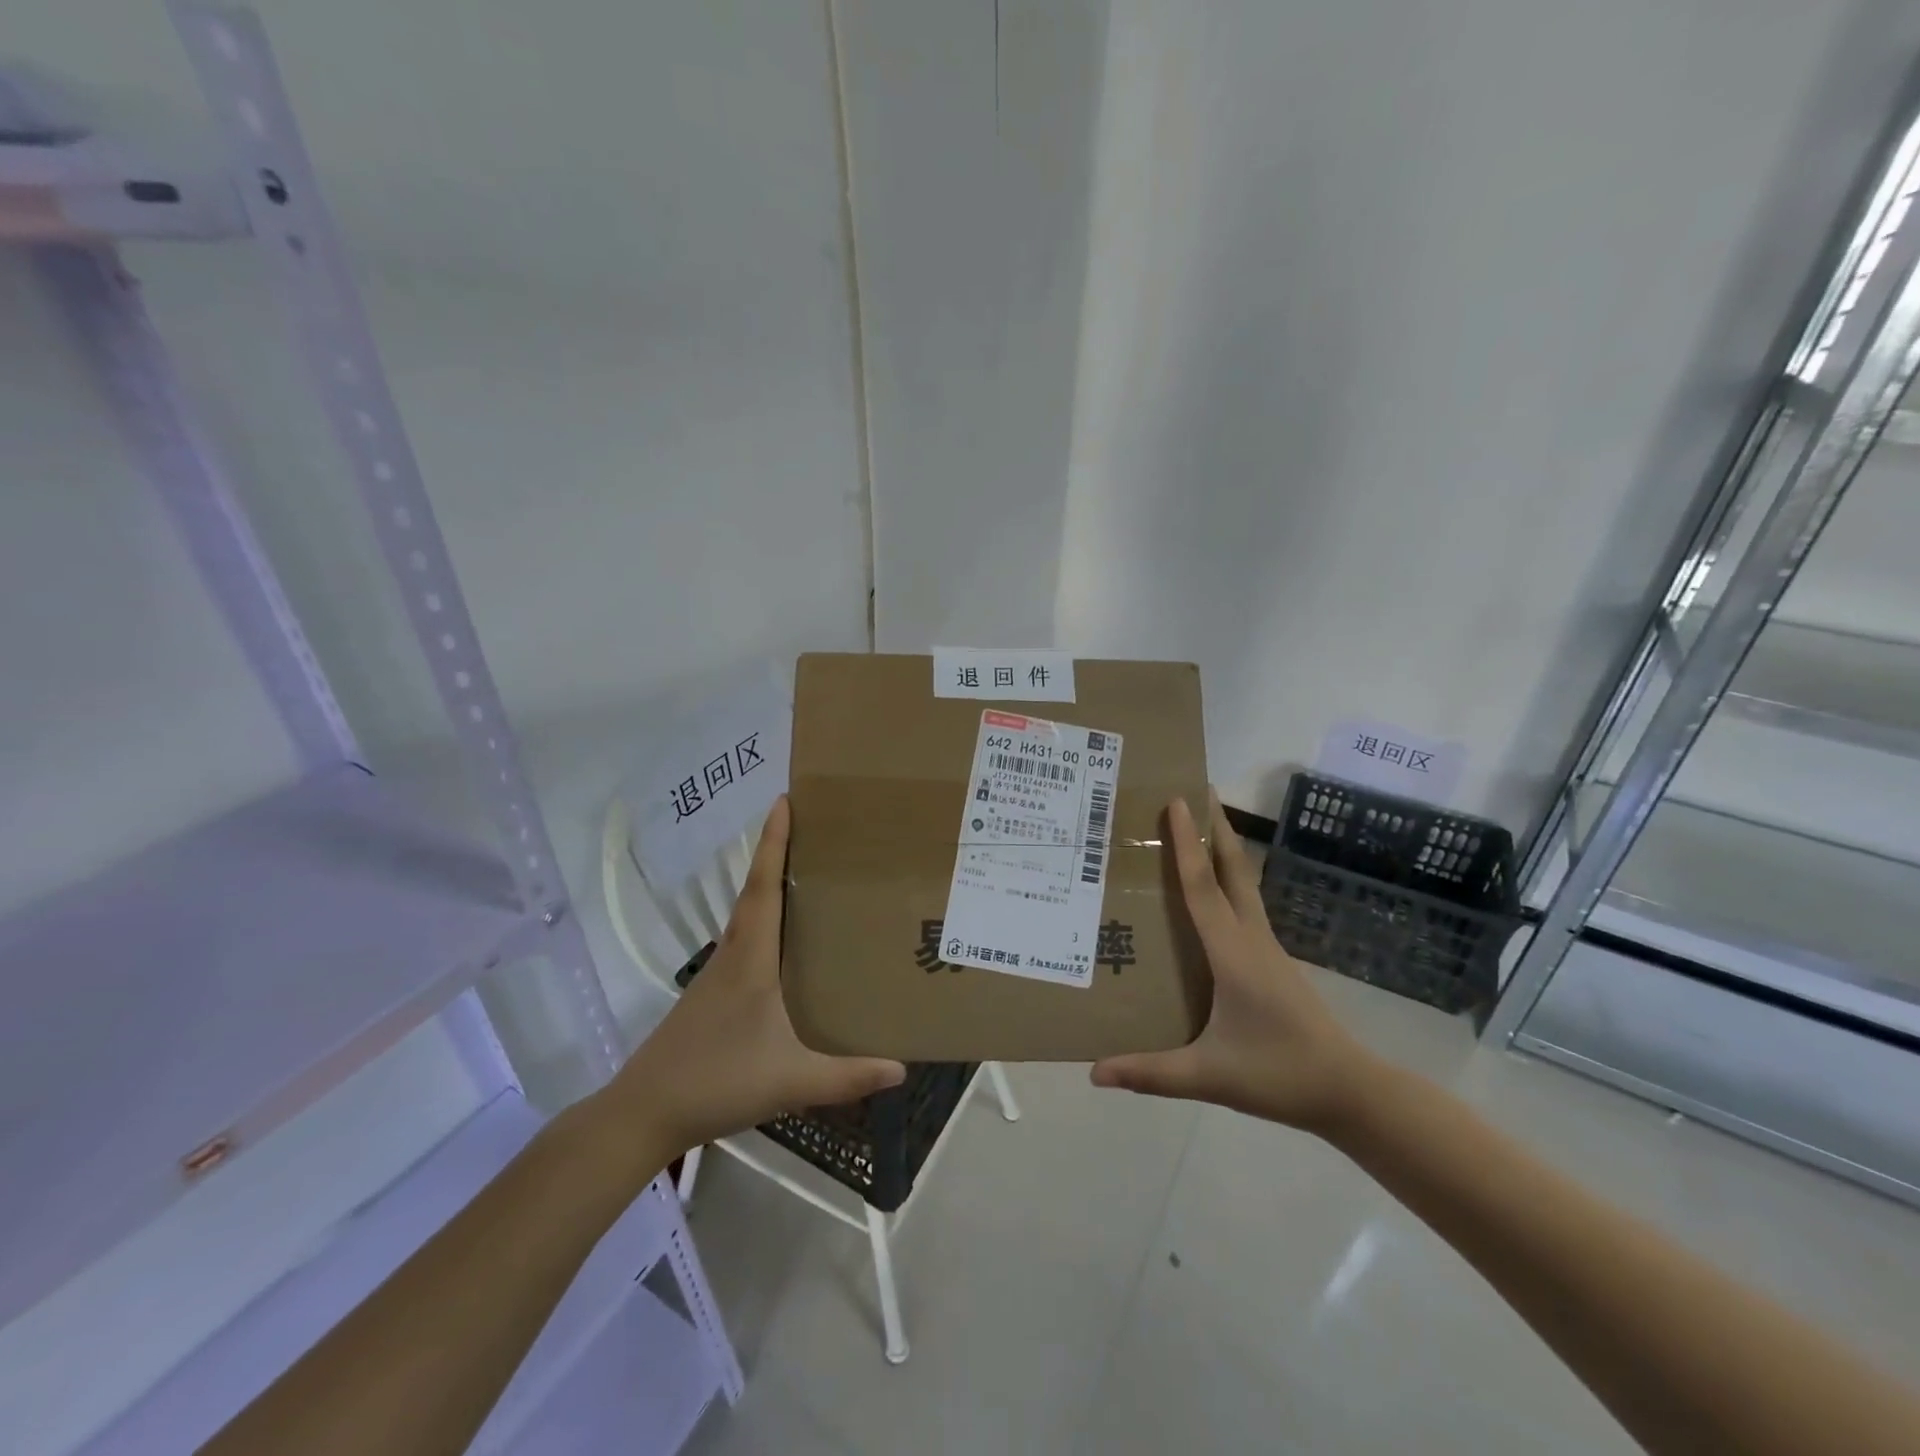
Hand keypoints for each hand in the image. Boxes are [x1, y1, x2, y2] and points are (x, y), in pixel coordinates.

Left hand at [600, 796, 905, 1158]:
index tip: (784, 801)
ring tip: (808, 874)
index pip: (764, 887)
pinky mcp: (713, 992)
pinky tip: (786, 941)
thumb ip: (847, 1076)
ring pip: (749, 915)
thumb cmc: (716, 1082)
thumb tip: (901, 1069)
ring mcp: (719, 974)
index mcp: (751, 959)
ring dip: (771, 885)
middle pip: (756, 890)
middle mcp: (734, 954)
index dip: (774, 842)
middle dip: (777, 852)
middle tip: (813, 827)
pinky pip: (746, 939)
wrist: (644, 1113)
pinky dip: (766, 919)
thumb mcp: (790, 1081)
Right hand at [1090, 791, 1378, 1133]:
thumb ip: (1151, 1073)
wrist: (1350, 1091)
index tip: (1177, 801)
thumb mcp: (1209, 1076)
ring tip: (1205, 825)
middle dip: (1216, 827)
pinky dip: (1228, 879)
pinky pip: (1245, 905)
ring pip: (1243, 884)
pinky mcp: (1273, 960)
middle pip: (1233, 870)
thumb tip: (1094, 1072)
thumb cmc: (1279, 1075)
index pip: (1202, 888)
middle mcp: (1251, 939)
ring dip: (1225, 849)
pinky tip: (1216, 890)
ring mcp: (1268, 948)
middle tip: (1197, 790)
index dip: (1186, 845)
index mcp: (1233, 955)